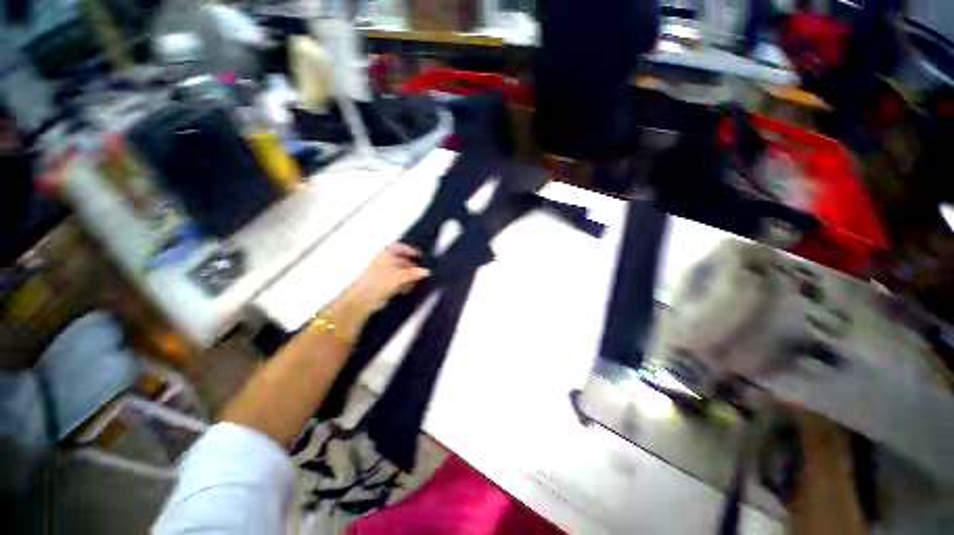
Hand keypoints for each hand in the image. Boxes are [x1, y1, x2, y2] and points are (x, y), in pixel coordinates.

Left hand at [340, 243, 429, 316]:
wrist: (363, 299)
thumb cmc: (381, 282)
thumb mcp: (400, 277)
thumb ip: (414, 273)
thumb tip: (427, 271)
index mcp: (385, 254)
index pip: (399, 247)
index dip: (410, 250)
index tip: (420, 255)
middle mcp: (383, 260)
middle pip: (400, 259)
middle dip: (411, 265)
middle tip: (421, 271)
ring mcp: (381, 272)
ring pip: (398, 270)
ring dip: (408, 275)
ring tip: (416, 281)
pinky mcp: (381, 283)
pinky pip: (395, 280)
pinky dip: (402, 282)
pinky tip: (408, 288)